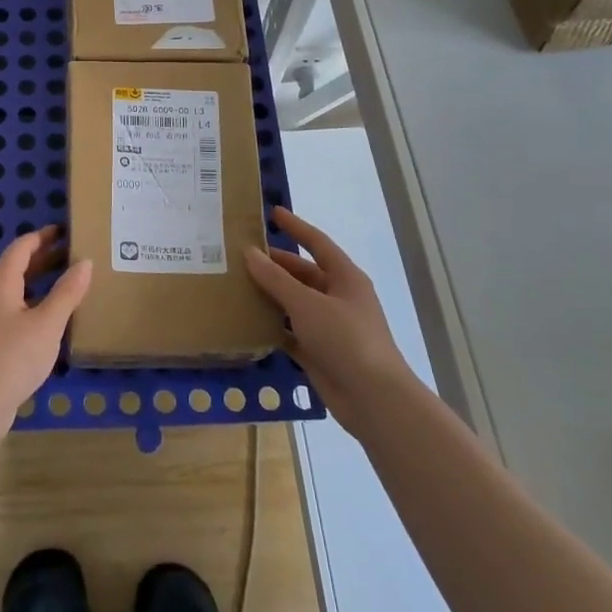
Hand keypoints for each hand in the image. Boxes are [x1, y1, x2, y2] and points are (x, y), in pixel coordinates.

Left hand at [0, 226, 92, 430]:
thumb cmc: (13, 356)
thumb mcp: (48, 323)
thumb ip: (67, 292)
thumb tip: (85, 262)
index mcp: (1, 282)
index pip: (21, 248)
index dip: (42, 237)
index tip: (64, 230)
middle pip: (16, 267)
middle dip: (43, 257)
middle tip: (71, 253)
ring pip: (15, 289)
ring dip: (38, 281)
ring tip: (66, 281)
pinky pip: (13, 309)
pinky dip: (33, 302)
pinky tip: (49, 318)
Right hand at [244, 206, 417, 439]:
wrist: (373, 399)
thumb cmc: (345, 339)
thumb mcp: (307, 304)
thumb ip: (276, 279)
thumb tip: (250, 253)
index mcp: (345, 278)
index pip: (317, 243)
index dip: (296, 227)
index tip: (272, 213)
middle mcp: (339, 298)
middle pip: (303, 274)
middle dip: (275, 264)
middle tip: (241, 255)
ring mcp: (330, 327)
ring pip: (295, 303)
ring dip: (271, 295)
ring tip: (237, 285)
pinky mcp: (320, 353)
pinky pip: (291, 332)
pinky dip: (273, 326)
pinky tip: (248, 322)